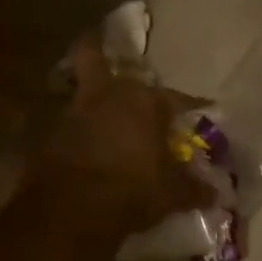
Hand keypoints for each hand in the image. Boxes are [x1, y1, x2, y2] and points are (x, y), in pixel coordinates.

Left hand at [31, 35, 216, 240]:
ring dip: (84, 96)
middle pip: (92, 55)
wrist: (71, 211)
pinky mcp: (45, 135)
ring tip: (93, 110)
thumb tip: (216, 194)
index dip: (193, 106)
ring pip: (75, 88)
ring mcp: (71, 112)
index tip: (206, 109)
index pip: (177, 98)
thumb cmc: (134, 190)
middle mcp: (106, 95)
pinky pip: (57, 123)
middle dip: (96, 49)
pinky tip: (76, 143)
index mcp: (144, 102)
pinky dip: (67, 129)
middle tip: (103, 54)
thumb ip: (195, 188)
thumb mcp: (173, 193)